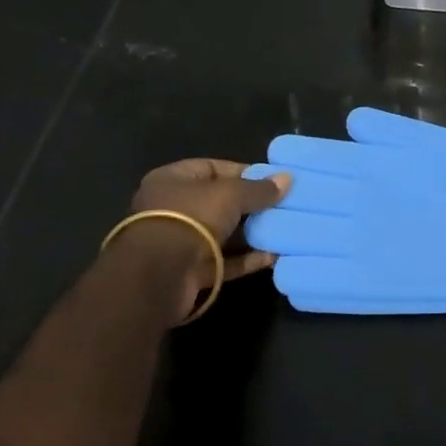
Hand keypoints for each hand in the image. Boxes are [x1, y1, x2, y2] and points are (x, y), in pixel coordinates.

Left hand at [121, 158, 289, 318]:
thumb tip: (287, 178)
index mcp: (171, 180)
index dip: (243, 172)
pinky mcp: (188, 273)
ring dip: (250, 234)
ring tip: (283, 230)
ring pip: (221, 234)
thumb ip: (259, 189)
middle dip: (250, 205)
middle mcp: (171, 209)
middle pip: (218, 202)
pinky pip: (222, 262)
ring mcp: (178, 243)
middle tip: (282, 205)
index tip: (272, 179)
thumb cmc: (190, 218)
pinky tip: (273, 257)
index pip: (212, 168)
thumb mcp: (230, 195)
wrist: (157, 277)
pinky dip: (245, 260)